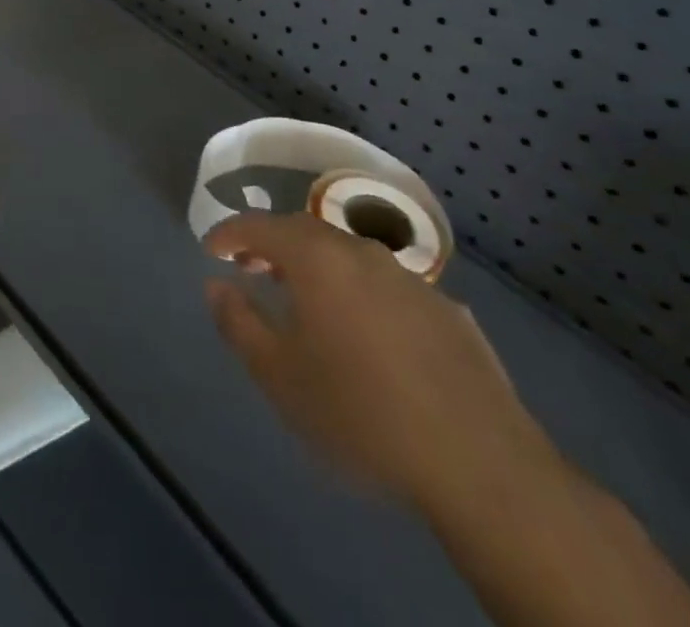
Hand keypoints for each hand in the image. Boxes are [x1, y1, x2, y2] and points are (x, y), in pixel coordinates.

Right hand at [204, 212, 557, 513]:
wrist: (479, 462)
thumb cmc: (360, 412)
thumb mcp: (279, 375)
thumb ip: (238, 323)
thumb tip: (216, 285)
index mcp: (317, 259)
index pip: (260, 226)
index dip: (230, 233)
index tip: (211, 248)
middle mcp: (362, 253)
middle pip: (306, 233)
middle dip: (273, 245)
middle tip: (253, 269)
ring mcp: (411, 279)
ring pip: (350, 257)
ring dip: (320, 268)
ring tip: (307, 300)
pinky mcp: (449, 311)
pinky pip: (389, 289)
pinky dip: (363, 295)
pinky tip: (369, 336)